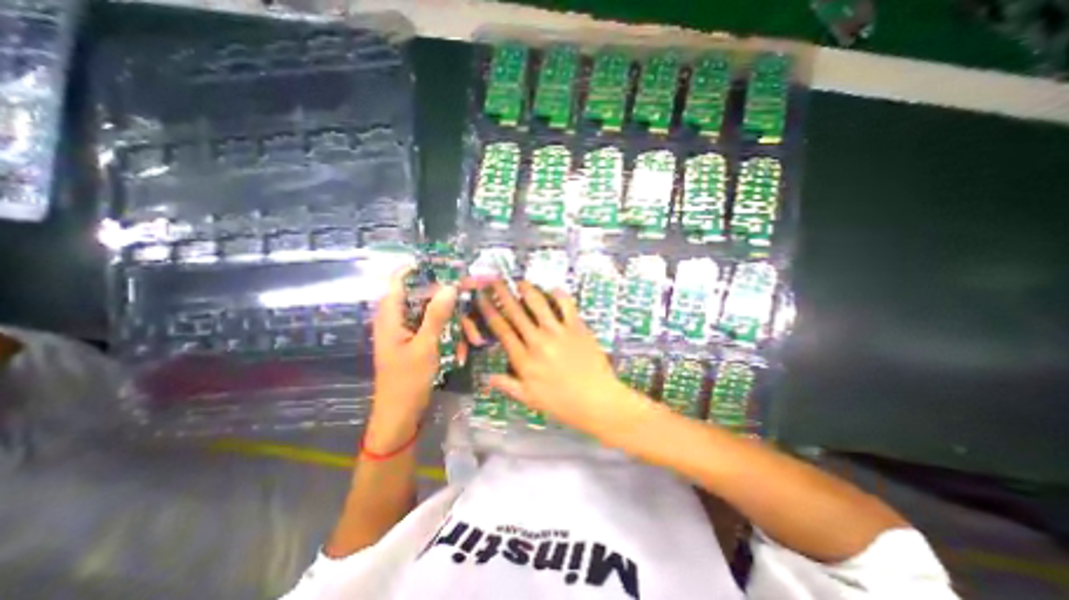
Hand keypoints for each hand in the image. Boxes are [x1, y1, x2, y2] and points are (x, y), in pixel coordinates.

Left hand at [373, 268, 458, 431]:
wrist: (401, 416)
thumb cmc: (408, 381)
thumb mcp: (426, 346)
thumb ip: (437, 315)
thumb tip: (449, 286)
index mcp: (391, 316)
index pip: (398, 281)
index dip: (418, 269)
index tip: (444, 266)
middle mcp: (398, 319)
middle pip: (424, 297)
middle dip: (450, 303)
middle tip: (473, 302)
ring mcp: (409, 332)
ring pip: (435, 315)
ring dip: (455, 326)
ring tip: (473, 340)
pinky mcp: (418, 343)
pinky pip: (436, 331)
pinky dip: (450, 339)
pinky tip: (461, 354)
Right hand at [472, 278, 656, 443]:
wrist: (597, 400)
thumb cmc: (563, 403)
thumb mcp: (530, 399)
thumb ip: (508, 386)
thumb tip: (487, 377)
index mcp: (524, 359)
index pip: (501, 329)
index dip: (489, 311)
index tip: (482, 298)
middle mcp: (537, 341)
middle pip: (515, 312)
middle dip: (503, 294)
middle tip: (495, 280)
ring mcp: (558, 332)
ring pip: (538, 304)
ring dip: (527, 290)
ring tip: (520, 282)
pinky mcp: (577, 327)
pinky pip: (566, 305)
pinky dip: (559, 294)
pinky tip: (553, 289)